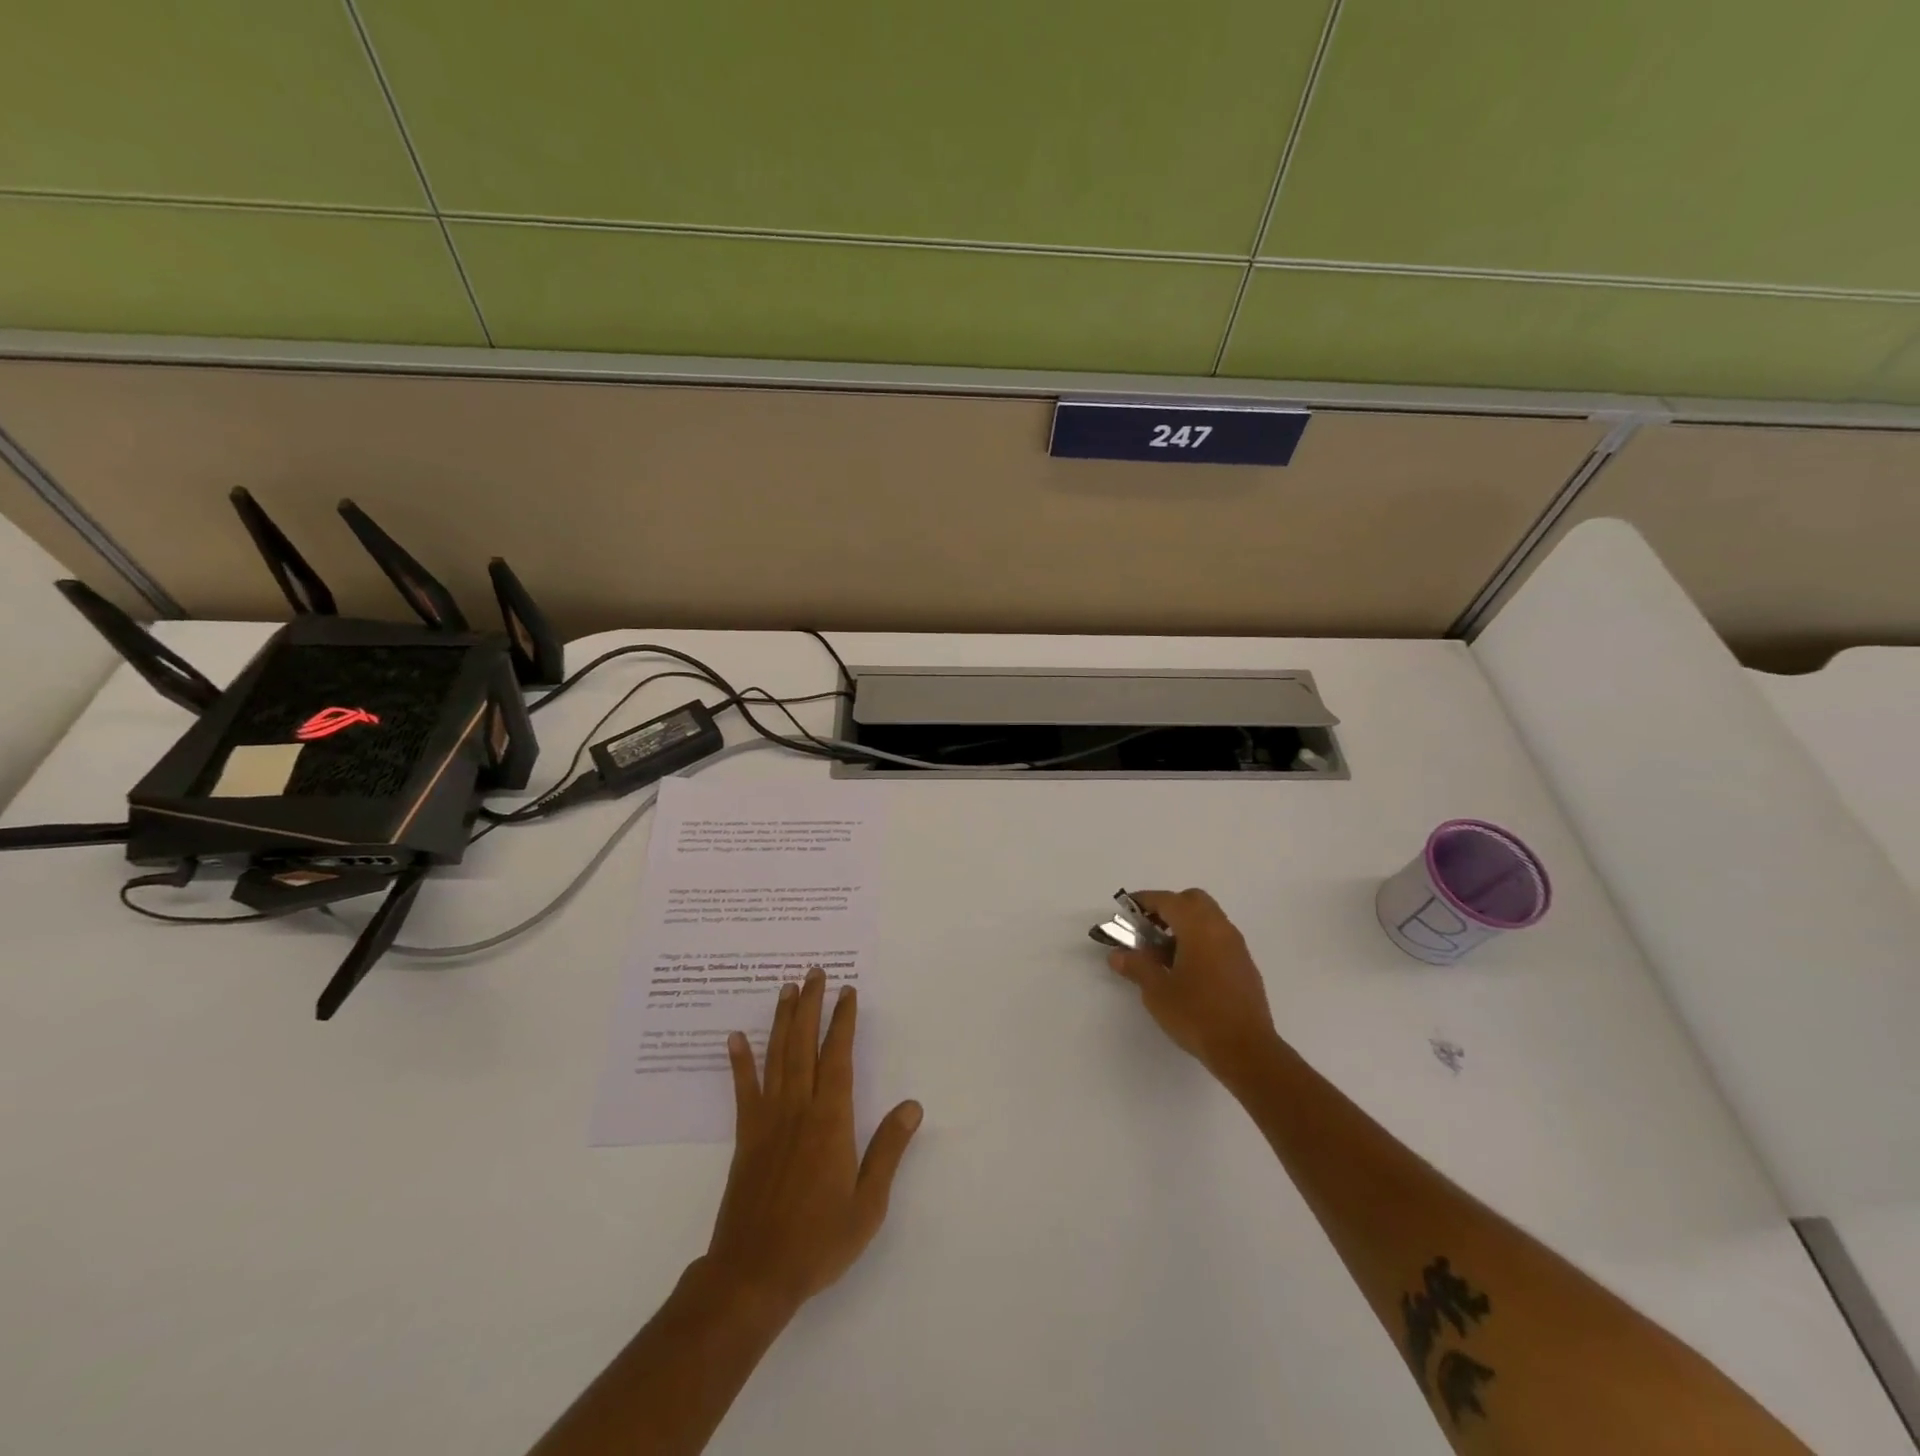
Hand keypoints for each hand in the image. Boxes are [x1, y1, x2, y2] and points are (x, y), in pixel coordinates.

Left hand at [706, 968, 922, 1317]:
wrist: (754, 1274)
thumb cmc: (818, 1240)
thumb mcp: (868, 1204)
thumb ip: (888, 1150)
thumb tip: (912, 1105)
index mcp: (831, 1121)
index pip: (838, 1057)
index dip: (843, 1021)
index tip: (847, 992)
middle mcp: (798, 1109)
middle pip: (804, 1045)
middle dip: (811, 1005)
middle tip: (814, 972)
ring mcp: (768, 1120)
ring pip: (776, 1057)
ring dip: (782, 1020)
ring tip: (787, 989)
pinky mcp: (745, 1136)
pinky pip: (743, 1090)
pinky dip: (739, 1062)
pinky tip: (735, 1037)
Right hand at [1108, 888, 1280, 1080]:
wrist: (1246, 1050)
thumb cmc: (1197, 1015)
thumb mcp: (1157, 991)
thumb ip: (1136, 966)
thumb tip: (1117, 954)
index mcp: (1198, 927)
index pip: (1167, 900)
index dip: (1144, 901)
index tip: (1126, 910)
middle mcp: (1220, 928)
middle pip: (1192, 901)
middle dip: (1168, 908)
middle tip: (1148, 930)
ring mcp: (1237, 947)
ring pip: (1208, 919)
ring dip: (1185, 925)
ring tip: (1164, 954)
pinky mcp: (1245, 966)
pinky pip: (1219, 938)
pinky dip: (1200, 941)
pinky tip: (1187, 970)